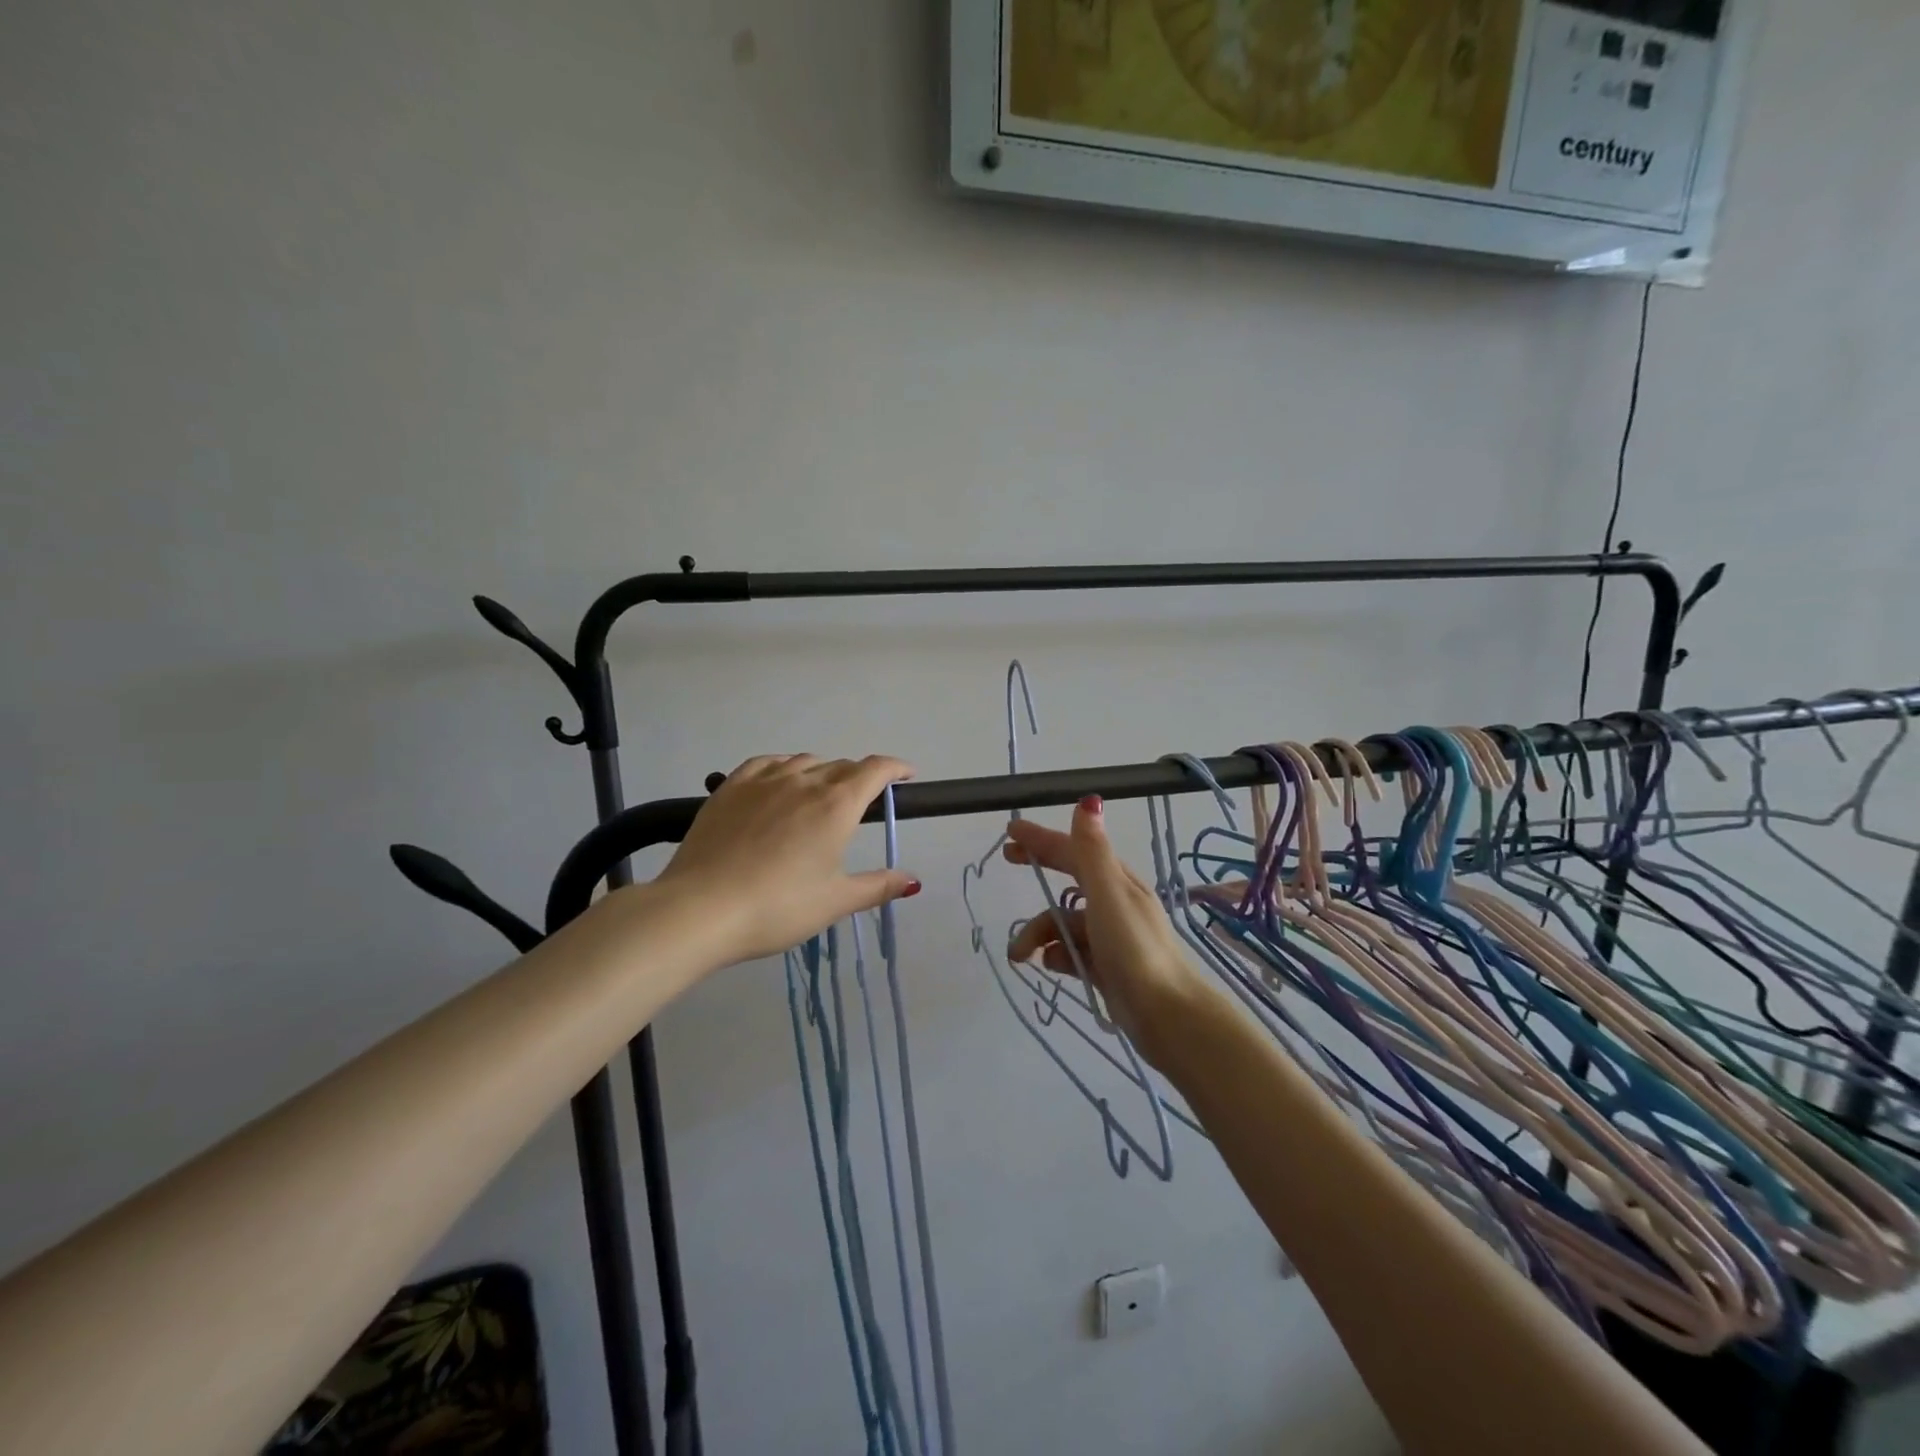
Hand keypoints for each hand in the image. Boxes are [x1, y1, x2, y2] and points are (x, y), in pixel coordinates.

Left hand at [658, 754, 919, 963]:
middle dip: (860, 777)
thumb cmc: (778, 907)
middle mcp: (804, 781)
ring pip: (804, 761)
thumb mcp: (835, 902)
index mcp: (836, 805)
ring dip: (823, 771)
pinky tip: (780, 781)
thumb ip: (877, 887)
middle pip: (842, 766)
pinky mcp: (730, 787)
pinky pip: (766, 763)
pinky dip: (784, 766)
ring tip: (821, 794)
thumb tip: (912, 880)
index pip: (875, 770)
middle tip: (864, 802)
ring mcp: (763, 781)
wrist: (701, 908)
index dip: (896, 768)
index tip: (907, 776)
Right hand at [1004, 796, 1210, 1070]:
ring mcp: (1111, 936)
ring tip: (1021, 956)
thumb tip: (1089, 800)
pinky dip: (1057, 955)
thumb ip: (1092, 851)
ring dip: (1039, 933)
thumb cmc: (1134, 949)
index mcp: (1116, 881)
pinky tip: (1049, 967)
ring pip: (1065, 923)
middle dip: (1039, 870)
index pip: (1073, 849)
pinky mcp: (1107, 967)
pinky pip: (1072, 952)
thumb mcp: (1109, 895)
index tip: (1011, 829)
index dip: (1042, 838)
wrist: (1167, 1015)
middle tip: (1007, 861)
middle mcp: (1115, 903)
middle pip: (1069, 879)